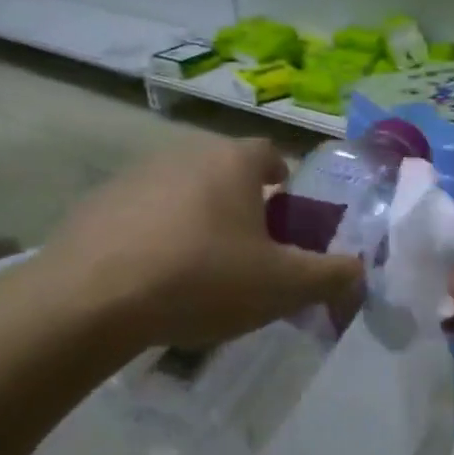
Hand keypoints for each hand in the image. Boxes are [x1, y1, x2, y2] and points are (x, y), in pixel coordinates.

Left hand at [37, 137, 362, 349]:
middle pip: (224, 173)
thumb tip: (361, 270)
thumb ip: (332, 275)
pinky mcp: (95, 205)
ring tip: (200, 270)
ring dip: (197, 220)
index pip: (270, 154)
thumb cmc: (203, 279)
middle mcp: (183, 154)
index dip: (284, 181)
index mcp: (231, 161)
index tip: (287, 216)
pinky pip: (141, 215)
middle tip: (250, 252)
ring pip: (182, 193)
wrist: (92, 300)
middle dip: (242, 206)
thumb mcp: (284, 286)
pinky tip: (152, 278)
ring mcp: (133, 176)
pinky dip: (155, 237)